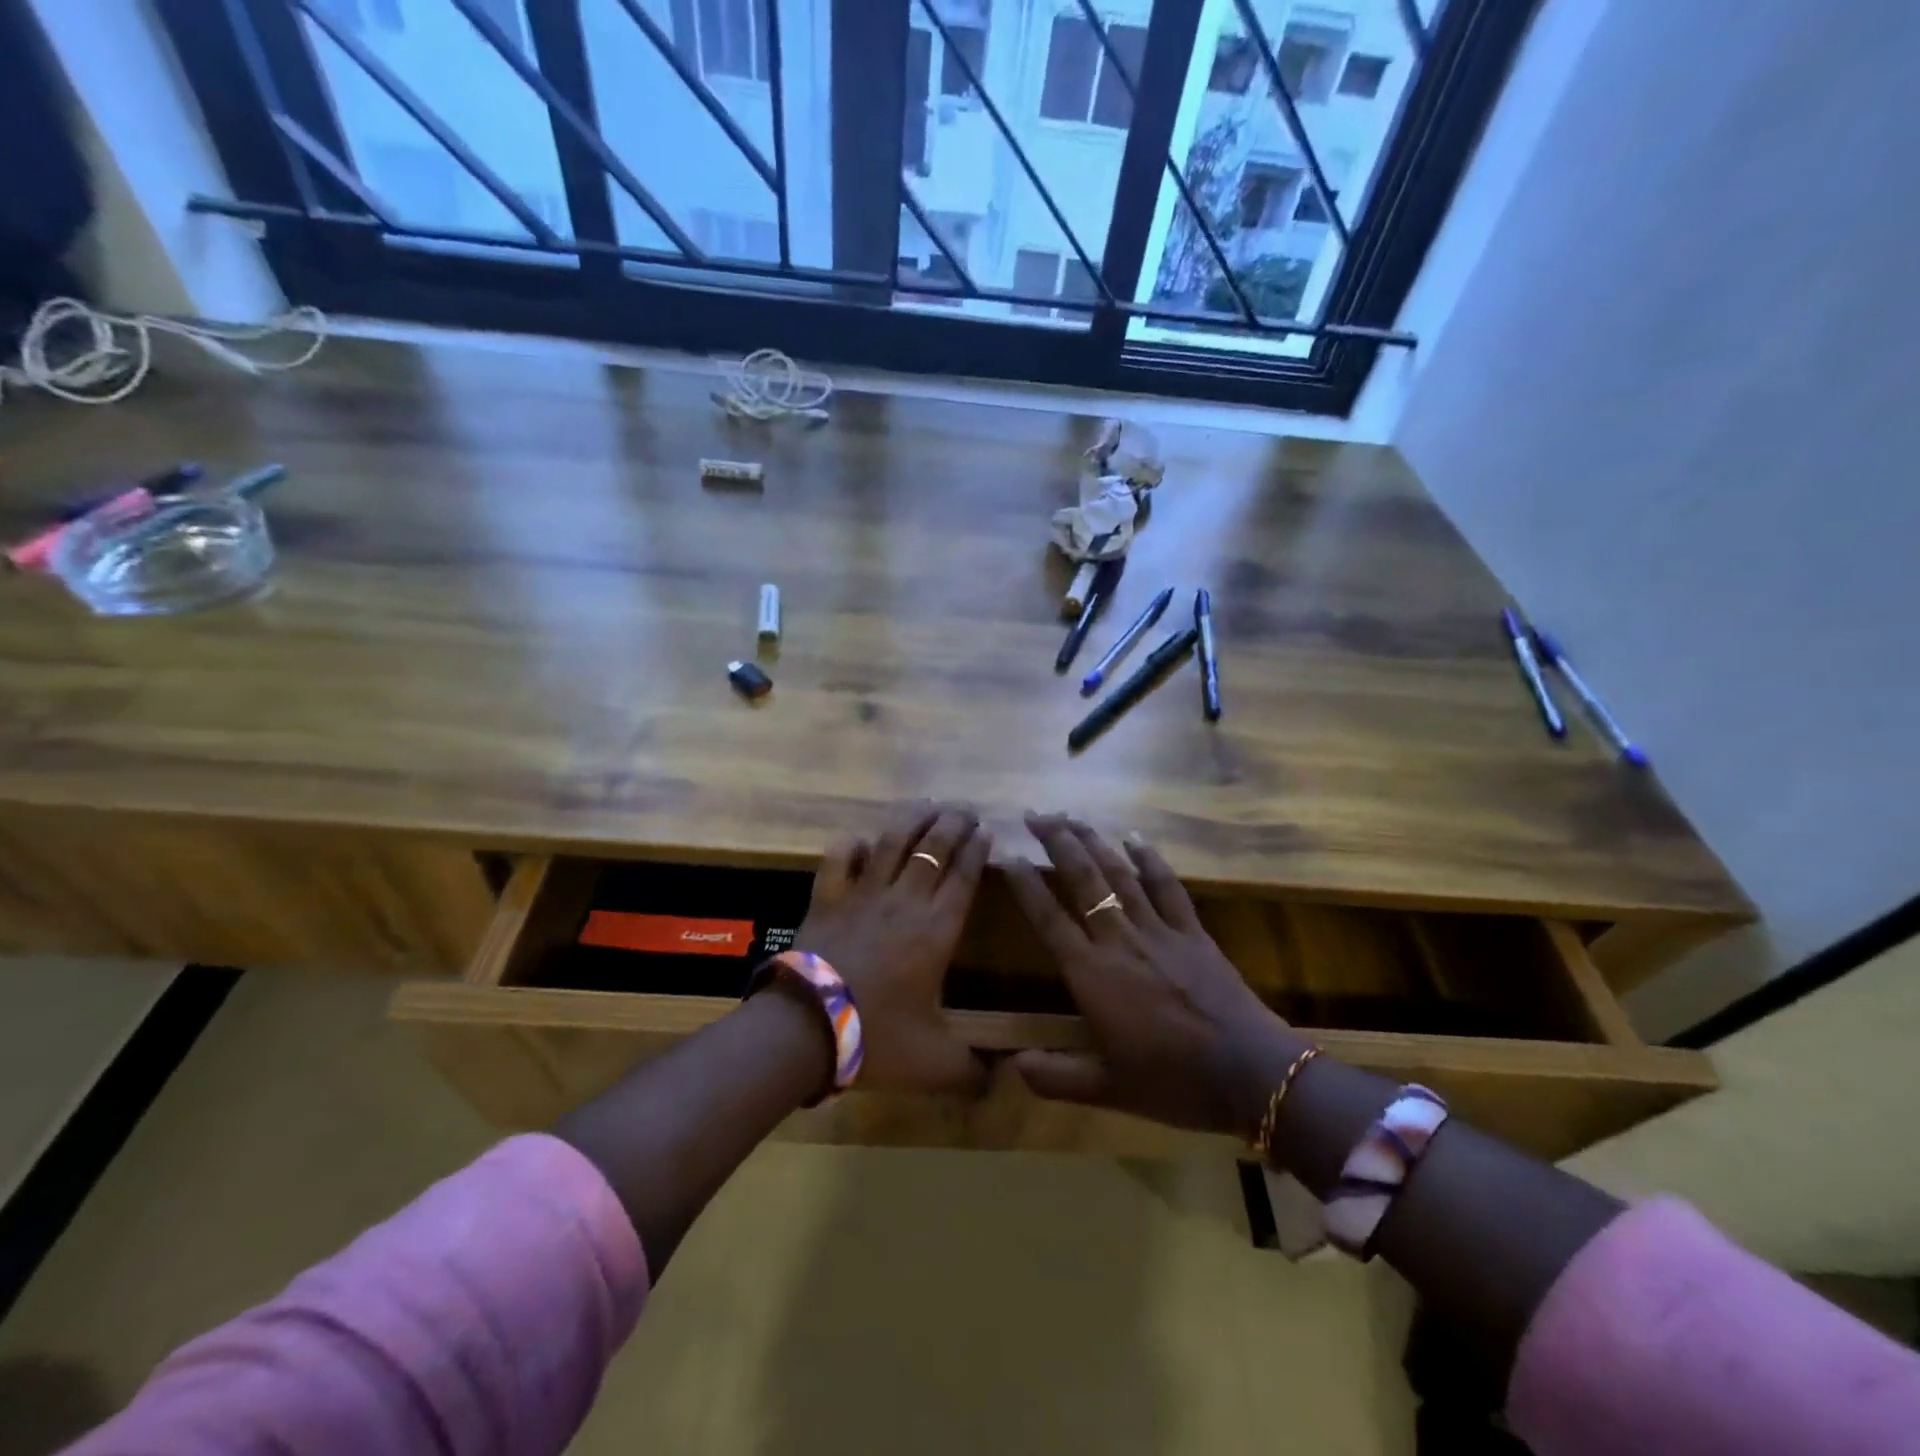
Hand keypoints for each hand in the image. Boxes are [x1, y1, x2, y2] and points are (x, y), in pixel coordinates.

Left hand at [785, 801, 990, 1095]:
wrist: (808, 1028)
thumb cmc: (877, 1038)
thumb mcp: (935, 1064)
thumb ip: (972, 1072)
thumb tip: (1000, 1083)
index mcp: (937, 929)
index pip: (964, 876)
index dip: (977, 850)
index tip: (986, 832)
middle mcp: (905, 901)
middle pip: (933, 847)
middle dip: (953, 823)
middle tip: (965, 810)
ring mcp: (863, 894)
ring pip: (892, 842)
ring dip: (912, 820)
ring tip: (926, 806)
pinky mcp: (828, 898)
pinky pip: (840, 860)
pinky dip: (851, 846)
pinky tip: (861, 841)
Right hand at [1003, 814, 1306, 1137]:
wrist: (1251, 1073)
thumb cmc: (1173, 1082)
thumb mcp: (1108, 1088)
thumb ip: (1056, 1076)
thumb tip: (1011, 1067)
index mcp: (1092, 975)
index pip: (1049, 919)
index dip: (1025, 885)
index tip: (1006, 856)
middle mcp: (1120, 941)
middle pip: (1082, 880)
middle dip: (1057, 842)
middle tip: (1035, 814)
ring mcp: (1159, 931)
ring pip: (1119, 874)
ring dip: (1093, 841)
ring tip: (1071, 815)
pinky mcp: (1192, 931)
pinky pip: (1167, 886)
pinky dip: (1149, 859)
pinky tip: (1133, 837)